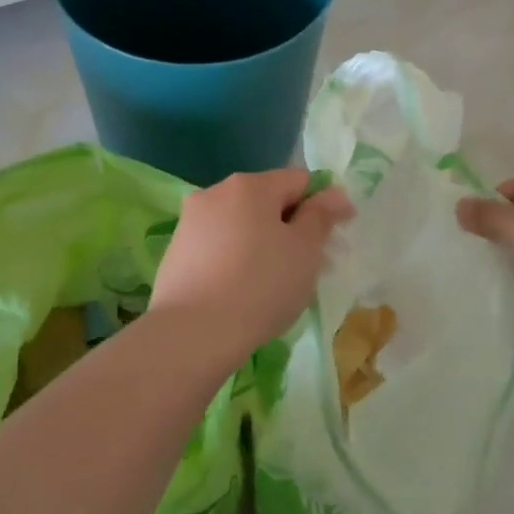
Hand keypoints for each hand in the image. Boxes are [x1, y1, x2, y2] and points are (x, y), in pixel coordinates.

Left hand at [149, 168, 353, 366]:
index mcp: (250, 185)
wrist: (193, 333)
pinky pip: (219, 246)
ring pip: (241, 224)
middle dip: (292, 225)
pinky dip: (237, 259)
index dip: (324, 204)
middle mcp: (216, 192)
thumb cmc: (261, 285)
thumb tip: (333, 193)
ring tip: (276, 282)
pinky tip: (243, 290)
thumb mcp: (305, 250)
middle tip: (310, 265)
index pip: (299, 180)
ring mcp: (190, 222)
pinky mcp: (176, 251)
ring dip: (264, 242)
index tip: (337, 237)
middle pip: (267, 200)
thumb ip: (321, 216)